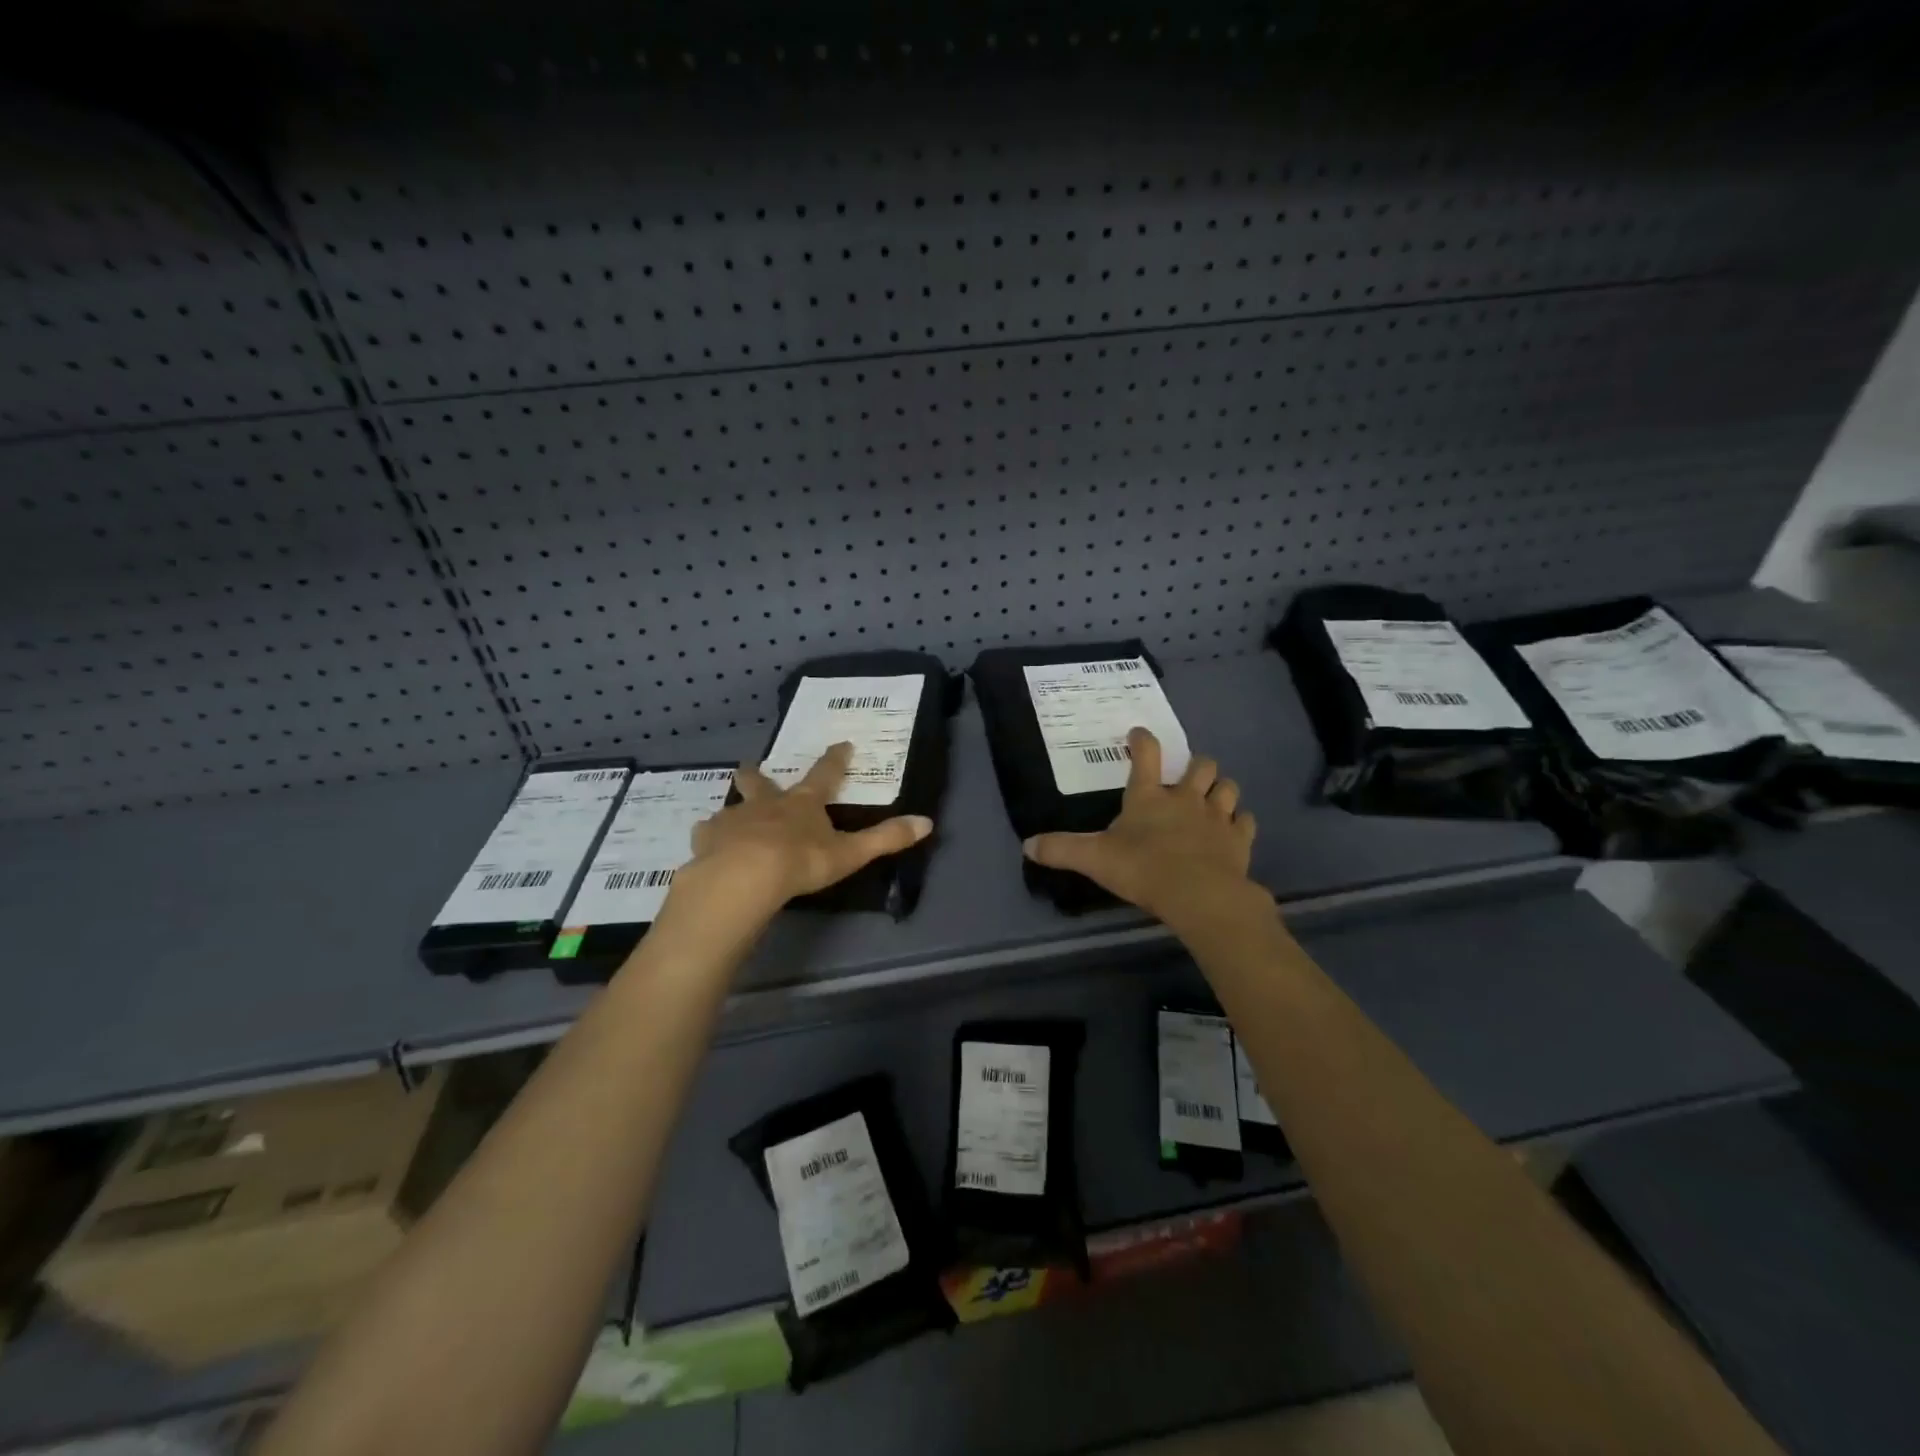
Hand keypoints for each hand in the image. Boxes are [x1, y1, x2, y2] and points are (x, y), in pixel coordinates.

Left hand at [672, 742, 932, 916]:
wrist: (744, 877)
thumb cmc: (801, 861)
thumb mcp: (850, 853)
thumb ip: (886, 839)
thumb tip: (927, 822)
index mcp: (802, 804)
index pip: (824, 775)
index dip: (835, 760)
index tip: (841, 744)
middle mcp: (767, 804)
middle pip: (761, 782)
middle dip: (758, 774)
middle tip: (751, 766)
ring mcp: (734, 820)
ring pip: (732, 807)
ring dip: (734, 809)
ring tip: (727, 817)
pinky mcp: (708, 840)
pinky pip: (707, 834)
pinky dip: (709, 837)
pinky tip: (706, 845)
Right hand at [1023, 728, 1258, 929]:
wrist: (1199, 895)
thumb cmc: (1143, 869)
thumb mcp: (1094, 859)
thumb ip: (1061, 850)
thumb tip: (1027, 845)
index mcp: (1148, 796)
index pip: (1145, 754)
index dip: (1142, 740)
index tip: (1138, 733)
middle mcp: (1185, 798)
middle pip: (1200, 765)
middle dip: (1195, 765)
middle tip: (1186, 777)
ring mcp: (1217, 816)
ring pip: (1228, 787)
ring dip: (1221, 789)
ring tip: (1213, 798)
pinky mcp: (1239, 839)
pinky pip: (1245, 821)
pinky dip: (1240, 822)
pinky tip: (1233, 830)